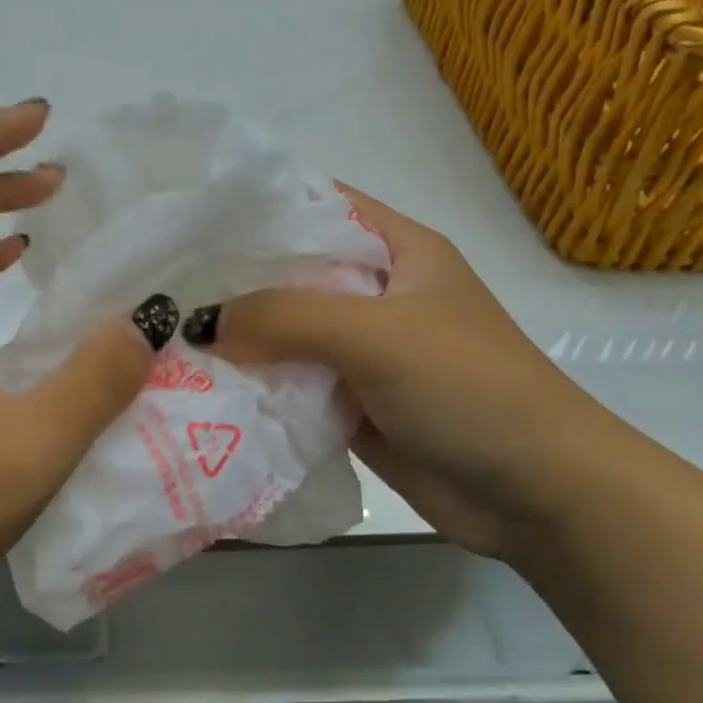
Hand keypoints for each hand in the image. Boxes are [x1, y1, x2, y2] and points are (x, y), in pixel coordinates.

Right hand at [193, 185, 609, 558]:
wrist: (540, 496)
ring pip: (286, 332)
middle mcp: (375, 293)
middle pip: (291, 273)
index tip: (191, 219)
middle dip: (233, 279)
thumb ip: (287, 317)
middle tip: (162, 284)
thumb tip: (201, 324)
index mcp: (397, 250)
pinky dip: (255, 384)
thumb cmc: (471, 388)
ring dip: (238, 337)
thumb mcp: (379, 335)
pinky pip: (291, 383)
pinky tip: (202, 385)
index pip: (317, 206)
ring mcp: (362, 350)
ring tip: (166, 335)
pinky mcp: (351, 402)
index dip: (257, 207)